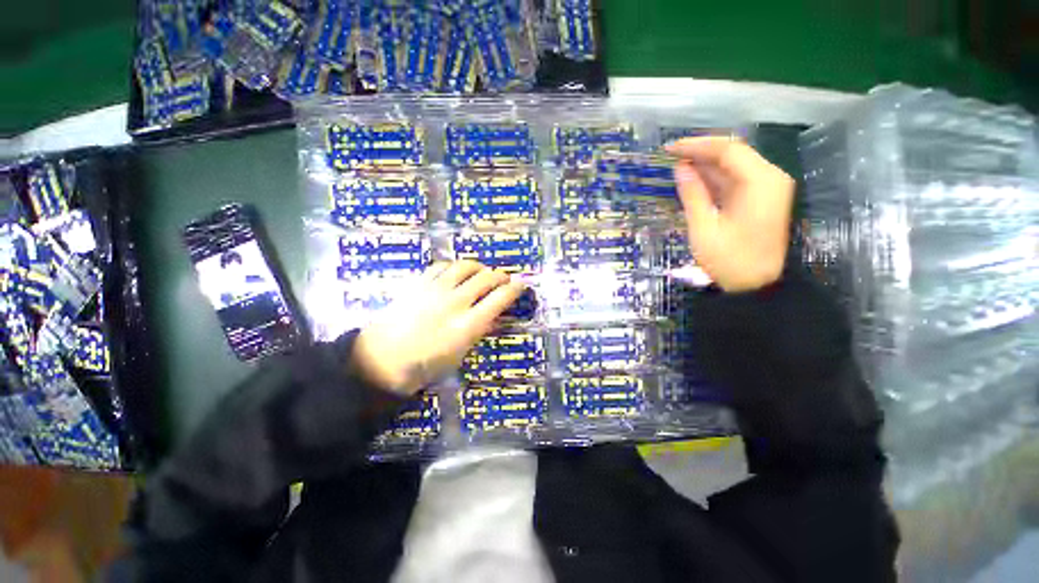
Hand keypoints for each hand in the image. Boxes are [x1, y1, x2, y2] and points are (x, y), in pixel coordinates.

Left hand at [352, 261, 524, 395]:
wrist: (381, 361)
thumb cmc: (424, 366)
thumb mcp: (459, 355)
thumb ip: (478, 331)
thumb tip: (492, 317)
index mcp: (468, 325)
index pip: (500, 299)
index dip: (514, 288)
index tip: (521, 283)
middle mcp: (455, 302)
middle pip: (485, 278)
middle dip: (500, 275)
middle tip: (504, 278)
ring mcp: (435, 290)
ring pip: (464, 266)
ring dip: (479, 266)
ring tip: (482, 271)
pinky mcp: (418, 284)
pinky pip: (440, 266)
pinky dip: (453, 266)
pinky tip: (456, 271)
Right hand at [666, 137, 794, 292]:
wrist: (757, 287)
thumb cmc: (730, 260)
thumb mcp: (705, 228)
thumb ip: (693, 195)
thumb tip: (680, 169)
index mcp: (760, 182)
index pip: (728, 150)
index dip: (696, 146)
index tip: (669, 149)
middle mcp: (769, 178)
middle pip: (733, 154)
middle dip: (701, 153)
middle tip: (670, 156)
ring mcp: (767, 189)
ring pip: (734, 166)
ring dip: (706, 165)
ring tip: (677, 167)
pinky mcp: (761, 200)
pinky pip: (736, 181)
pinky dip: (715, 179)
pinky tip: (694, 181)